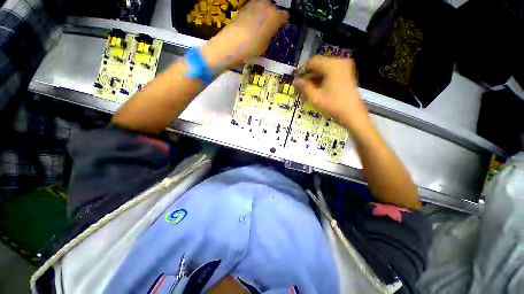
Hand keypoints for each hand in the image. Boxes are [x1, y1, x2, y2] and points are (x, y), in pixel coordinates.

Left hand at [201, 0, 287, 71]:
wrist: (232, 43)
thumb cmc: (252, 47)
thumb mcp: (265, 45)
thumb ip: (270, 35)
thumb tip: (269, 31)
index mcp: (274, 16)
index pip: (284, 16)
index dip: (284, 22)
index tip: (282, 28)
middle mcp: (266, 6)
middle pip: (273, 8)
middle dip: (273, 16)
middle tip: (271, 27)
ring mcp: (254, 4)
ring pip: (263, 6)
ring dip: (264, 14)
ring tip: (262, 25)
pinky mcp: (244, 7)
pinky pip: (254, 9)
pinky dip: (255, 14)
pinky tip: (252, 23)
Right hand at [295, 56, 370, 134]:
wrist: (352, 112)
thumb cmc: (333, 104)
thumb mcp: (315, 97)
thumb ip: (304, 87)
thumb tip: (296, 80)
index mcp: (332, 65)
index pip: (312, 61)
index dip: (303, 71)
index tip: (299, 82)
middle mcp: (339, 62)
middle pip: (319, 64)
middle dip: (310, 75)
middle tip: (303, 87)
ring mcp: (344, 67)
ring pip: (324, 68)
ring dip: (315, 78)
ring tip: (310, 90)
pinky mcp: (346, 72)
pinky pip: (331, 71)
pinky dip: (323, 78)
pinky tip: (318, 89)